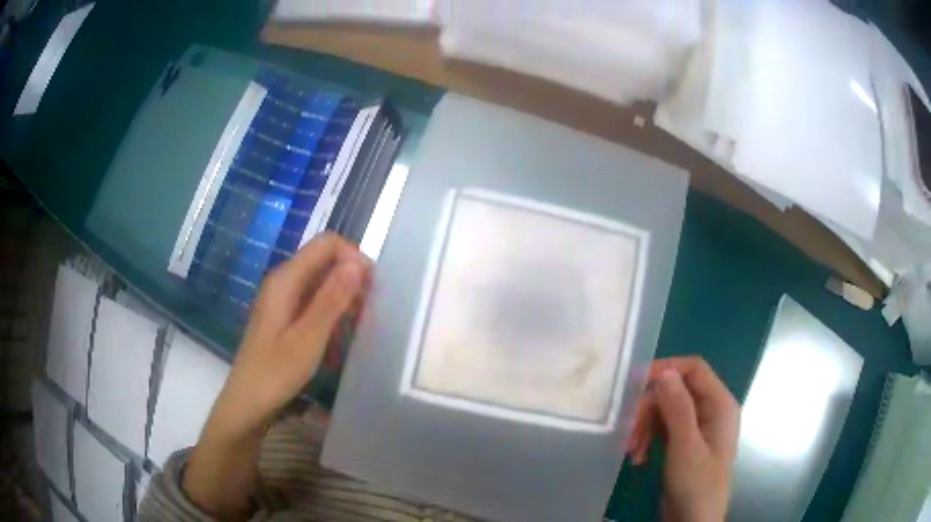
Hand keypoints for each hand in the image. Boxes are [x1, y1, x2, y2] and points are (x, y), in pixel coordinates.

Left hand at [212, 233, 370, 439]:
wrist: (247, 402)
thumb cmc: (275, 372)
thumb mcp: (308, 338)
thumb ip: (331, 299)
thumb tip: (358, 263)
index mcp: (286, 279)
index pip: (326, 244)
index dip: (353, 256)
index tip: (371, 287)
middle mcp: (283, 281)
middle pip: (324, 259)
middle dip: (351, 276)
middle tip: (370, 308)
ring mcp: (282, 298)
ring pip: (321, 279)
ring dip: (344, 293)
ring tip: (360, 322)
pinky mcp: (284, 315)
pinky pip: (313, 299)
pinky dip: (332, 308)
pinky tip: (341, 331)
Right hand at [627, 357, 739, 521]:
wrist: (693, 521)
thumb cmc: (696, 485)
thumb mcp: (686, 447)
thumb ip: (678, 408)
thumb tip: (664, 371)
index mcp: (720, 404)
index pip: (694, 369)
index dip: (666, 369)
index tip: (636, 383)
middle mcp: (710, 410)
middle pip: (676, 390)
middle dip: (650, 408)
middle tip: (629, 431)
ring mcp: (697, 427)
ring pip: (666, 409)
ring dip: (645, 426)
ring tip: (631, 450)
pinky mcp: (684, 442)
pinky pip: (663, 428)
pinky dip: (647, 438)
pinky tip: (637, 457)